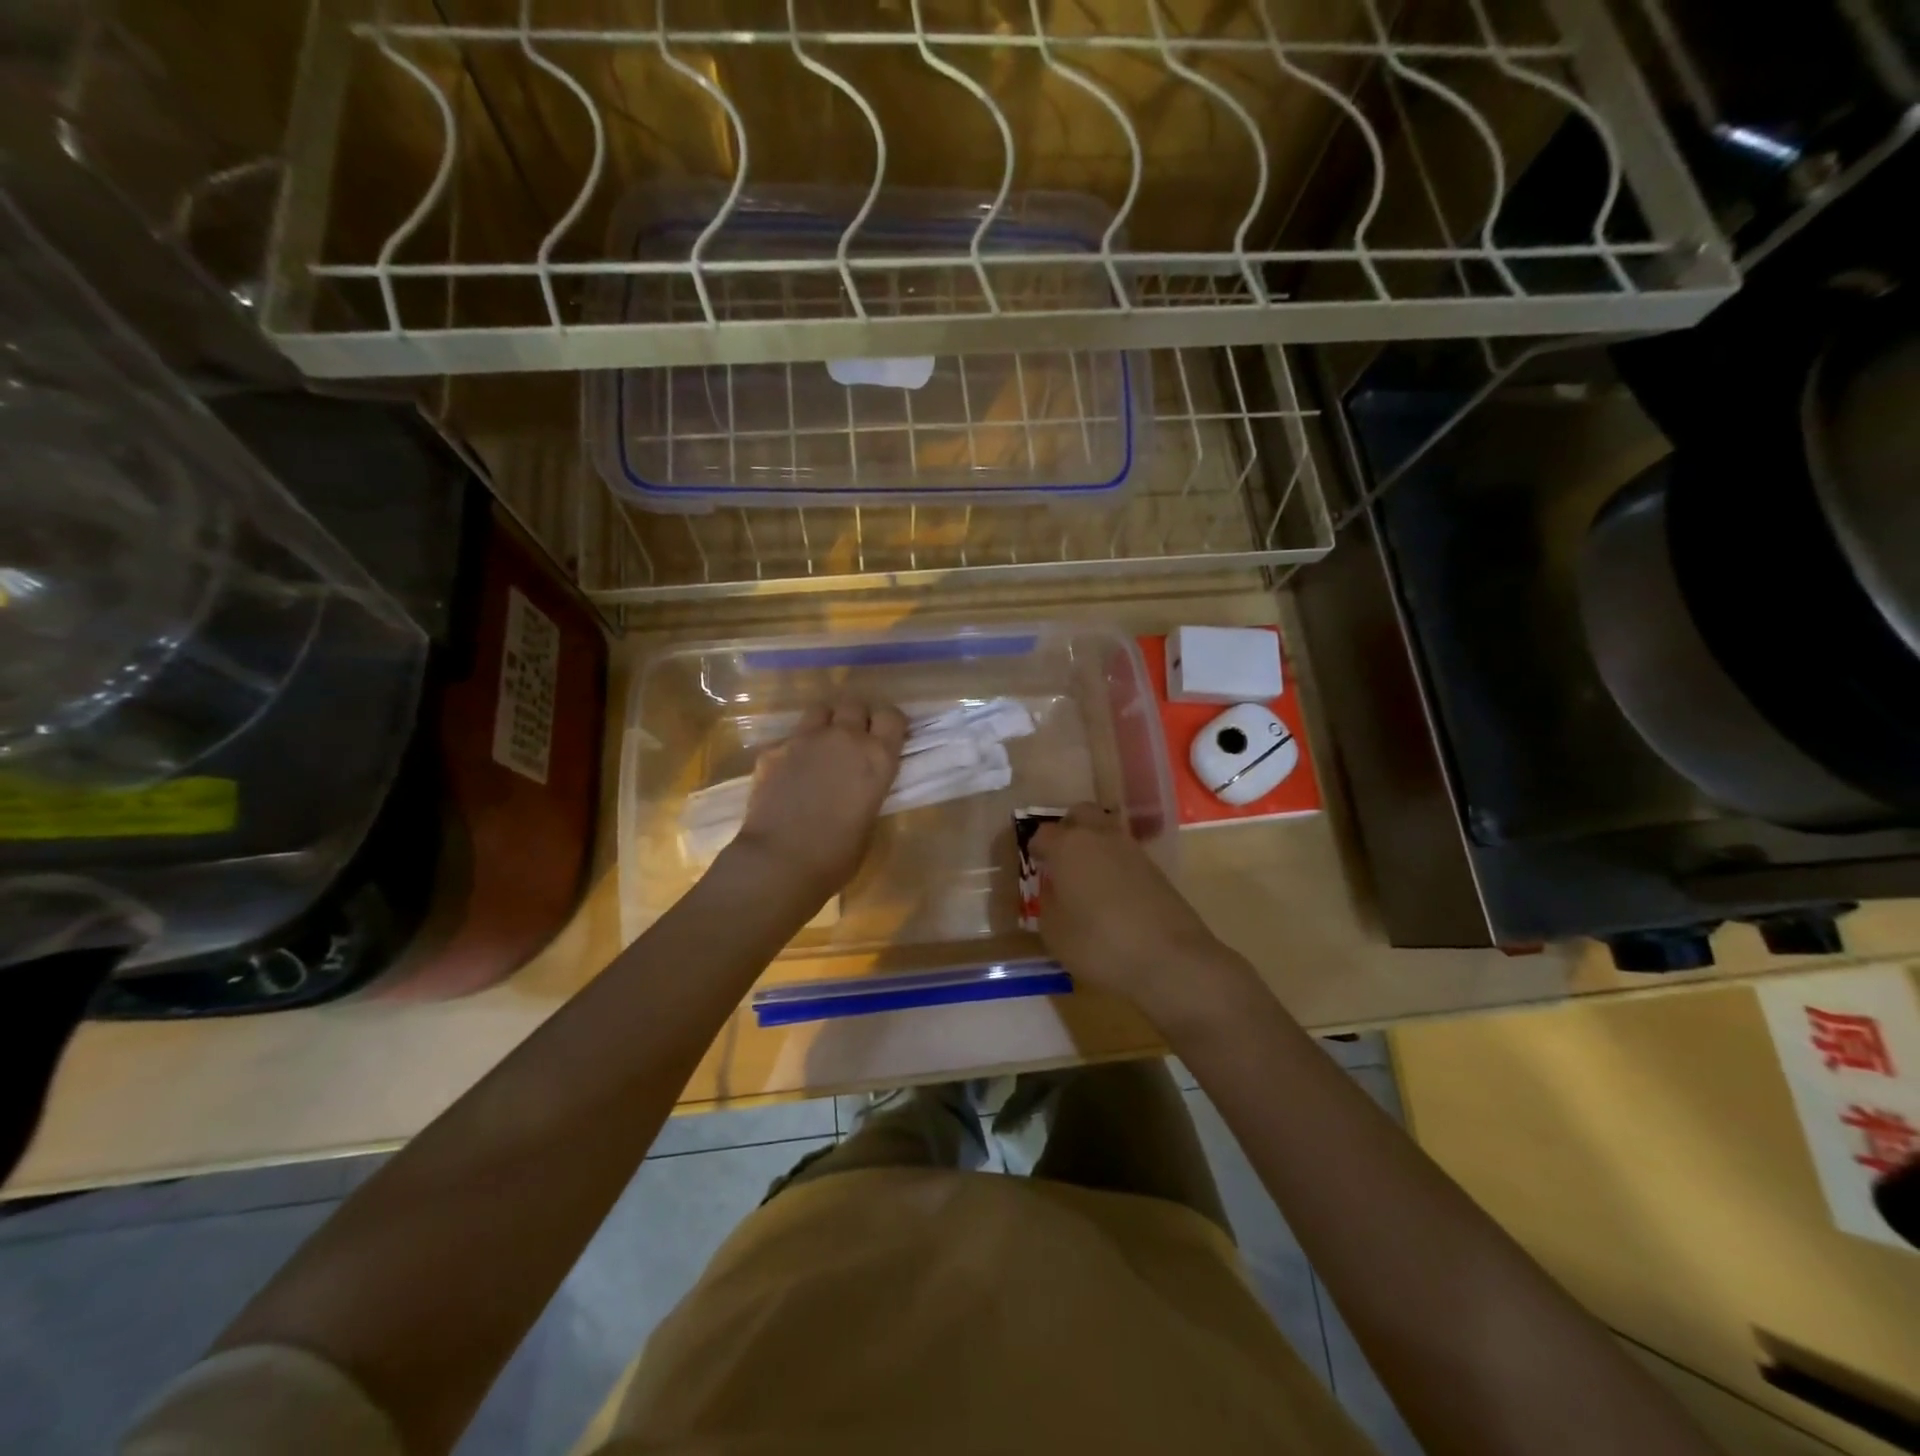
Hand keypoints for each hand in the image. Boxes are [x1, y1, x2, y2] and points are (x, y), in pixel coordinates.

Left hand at [730, 700, 905, 903]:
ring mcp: (805, 739)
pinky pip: (789, 739)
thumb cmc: (836, 855)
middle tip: (854, 741)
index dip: (890, 724)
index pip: (892, 716)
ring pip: (820, 710)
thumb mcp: (869, 821)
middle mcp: (844, 738)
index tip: (887, 736)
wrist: (779, 861)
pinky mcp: (773, 750)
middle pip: (855, 704)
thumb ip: (868, 790)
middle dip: (856, 717)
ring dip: (826, 723)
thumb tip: (859, 785)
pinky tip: (789, 774)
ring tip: (822, 746)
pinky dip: (794, 750)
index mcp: (877, 758)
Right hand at [1030, 803, 1253, 1029]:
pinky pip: (1125, 853)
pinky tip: (1111, 892)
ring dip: (1093, 844)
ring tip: (1086, 877)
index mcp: (1068, 846)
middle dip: (1067, 829)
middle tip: (1060, 858)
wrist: (1171, 958)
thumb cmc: (1099, 943)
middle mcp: (1100, 836)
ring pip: (1106, 830)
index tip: (1034, 866)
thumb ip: (1048, 904)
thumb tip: (1054, 891)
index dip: (1035, 849)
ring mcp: (1132, 849)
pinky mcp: (1155, 867)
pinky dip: (1114, 863)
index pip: (1042, 834)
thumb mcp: (1055, 933)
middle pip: (1080, 814)